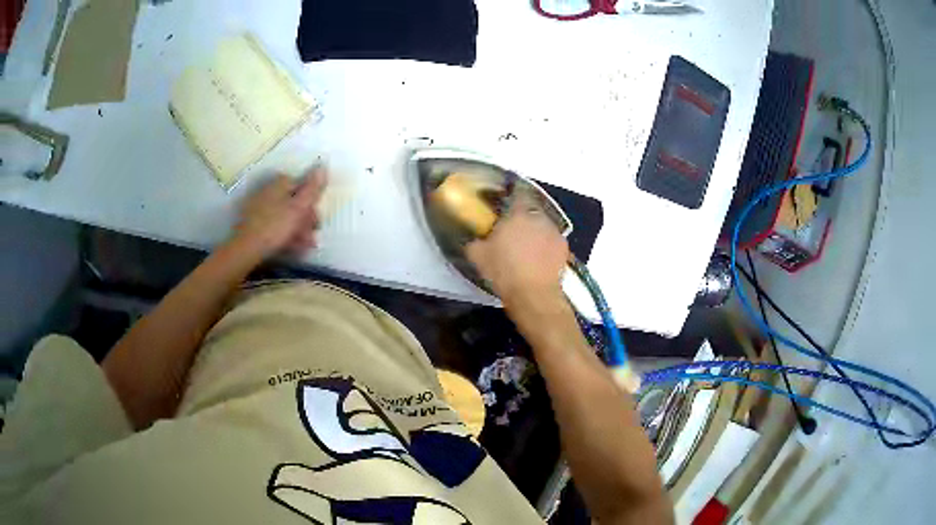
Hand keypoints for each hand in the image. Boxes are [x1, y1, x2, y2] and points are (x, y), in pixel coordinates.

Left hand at [233, 168, 327, 257]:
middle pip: (293, 201)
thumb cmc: (276, 226)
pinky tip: (292, 246)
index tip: (317, 218)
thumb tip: (323, 166)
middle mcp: (269, 190)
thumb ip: (313, 188)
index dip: (312, 201)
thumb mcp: (299, 207)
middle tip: (313, 234)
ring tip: (305, 244)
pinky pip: (274, 225)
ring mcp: (259, 207)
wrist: (247, 248)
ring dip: (298, 229)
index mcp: (280, 183)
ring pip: (285, 214)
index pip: (302, 185)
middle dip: (306, 218)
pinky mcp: (253, 223)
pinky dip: (285, 233)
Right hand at [466, 195, 569, 304]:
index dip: (512, 195)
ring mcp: (554, 232)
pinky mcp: (564, 248)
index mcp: (517, 214)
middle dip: (523, 217)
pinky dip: (546, 246)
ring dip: (536, 231)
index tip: (506, 202)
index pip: (517, 194)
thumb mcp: (477, 256)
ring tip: (526, 246)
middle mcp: (538, 218)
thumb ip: (475, 241)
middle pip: (531, 210)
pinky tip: (539, 258)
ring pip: (543, 225)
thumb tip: (474, 238)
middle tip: (513, 229)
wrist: (533, 294)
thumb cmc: (503, 271)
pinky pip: (552, 241)